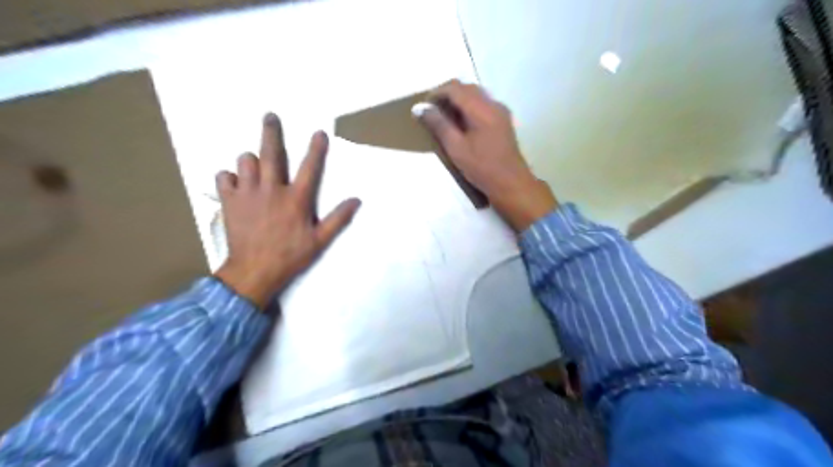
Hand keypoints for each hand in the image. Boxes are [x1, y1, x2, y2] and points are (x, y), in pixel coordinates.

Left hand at [212, 113, 359, 309]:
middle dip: (272, 131)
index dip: (316, 149)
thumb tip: (356, 200)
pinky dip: (230, 177)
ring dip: (251, 159)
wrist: (255, 271)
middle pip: (271, 153)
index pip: (309, 168)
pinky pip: (224, 178)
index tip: (319, 132)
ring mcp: (248, 193)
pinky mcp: (230, 201)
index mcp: (296, 199)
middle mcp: (272, 189)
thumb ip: (338, 219)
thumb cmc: (290, 256)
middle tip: (270, 115)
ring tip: (255, 164)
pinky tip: (236, 183)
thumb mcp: (320, 241)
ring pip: (245, 161)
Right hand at [414, 82, 554, 233]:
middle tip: (432, 112)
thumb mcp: (456, 148)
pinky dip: (469, 108)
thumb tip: (420, 108)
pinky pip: (483, 105)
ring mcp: (501, 112)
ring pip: (476, 95)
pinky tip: (462, 125)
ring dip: (459, 101)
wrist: (511, 183)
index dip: (437, 93)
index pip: (455, 88)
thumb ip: (439, 125)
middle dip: (447, 95)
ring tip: (445, 118)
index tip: (424, 107)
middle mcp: (493, 104)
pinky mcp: (503, 121)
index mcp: (482, 109)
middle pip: (467, 88)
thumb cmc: (482, 168)